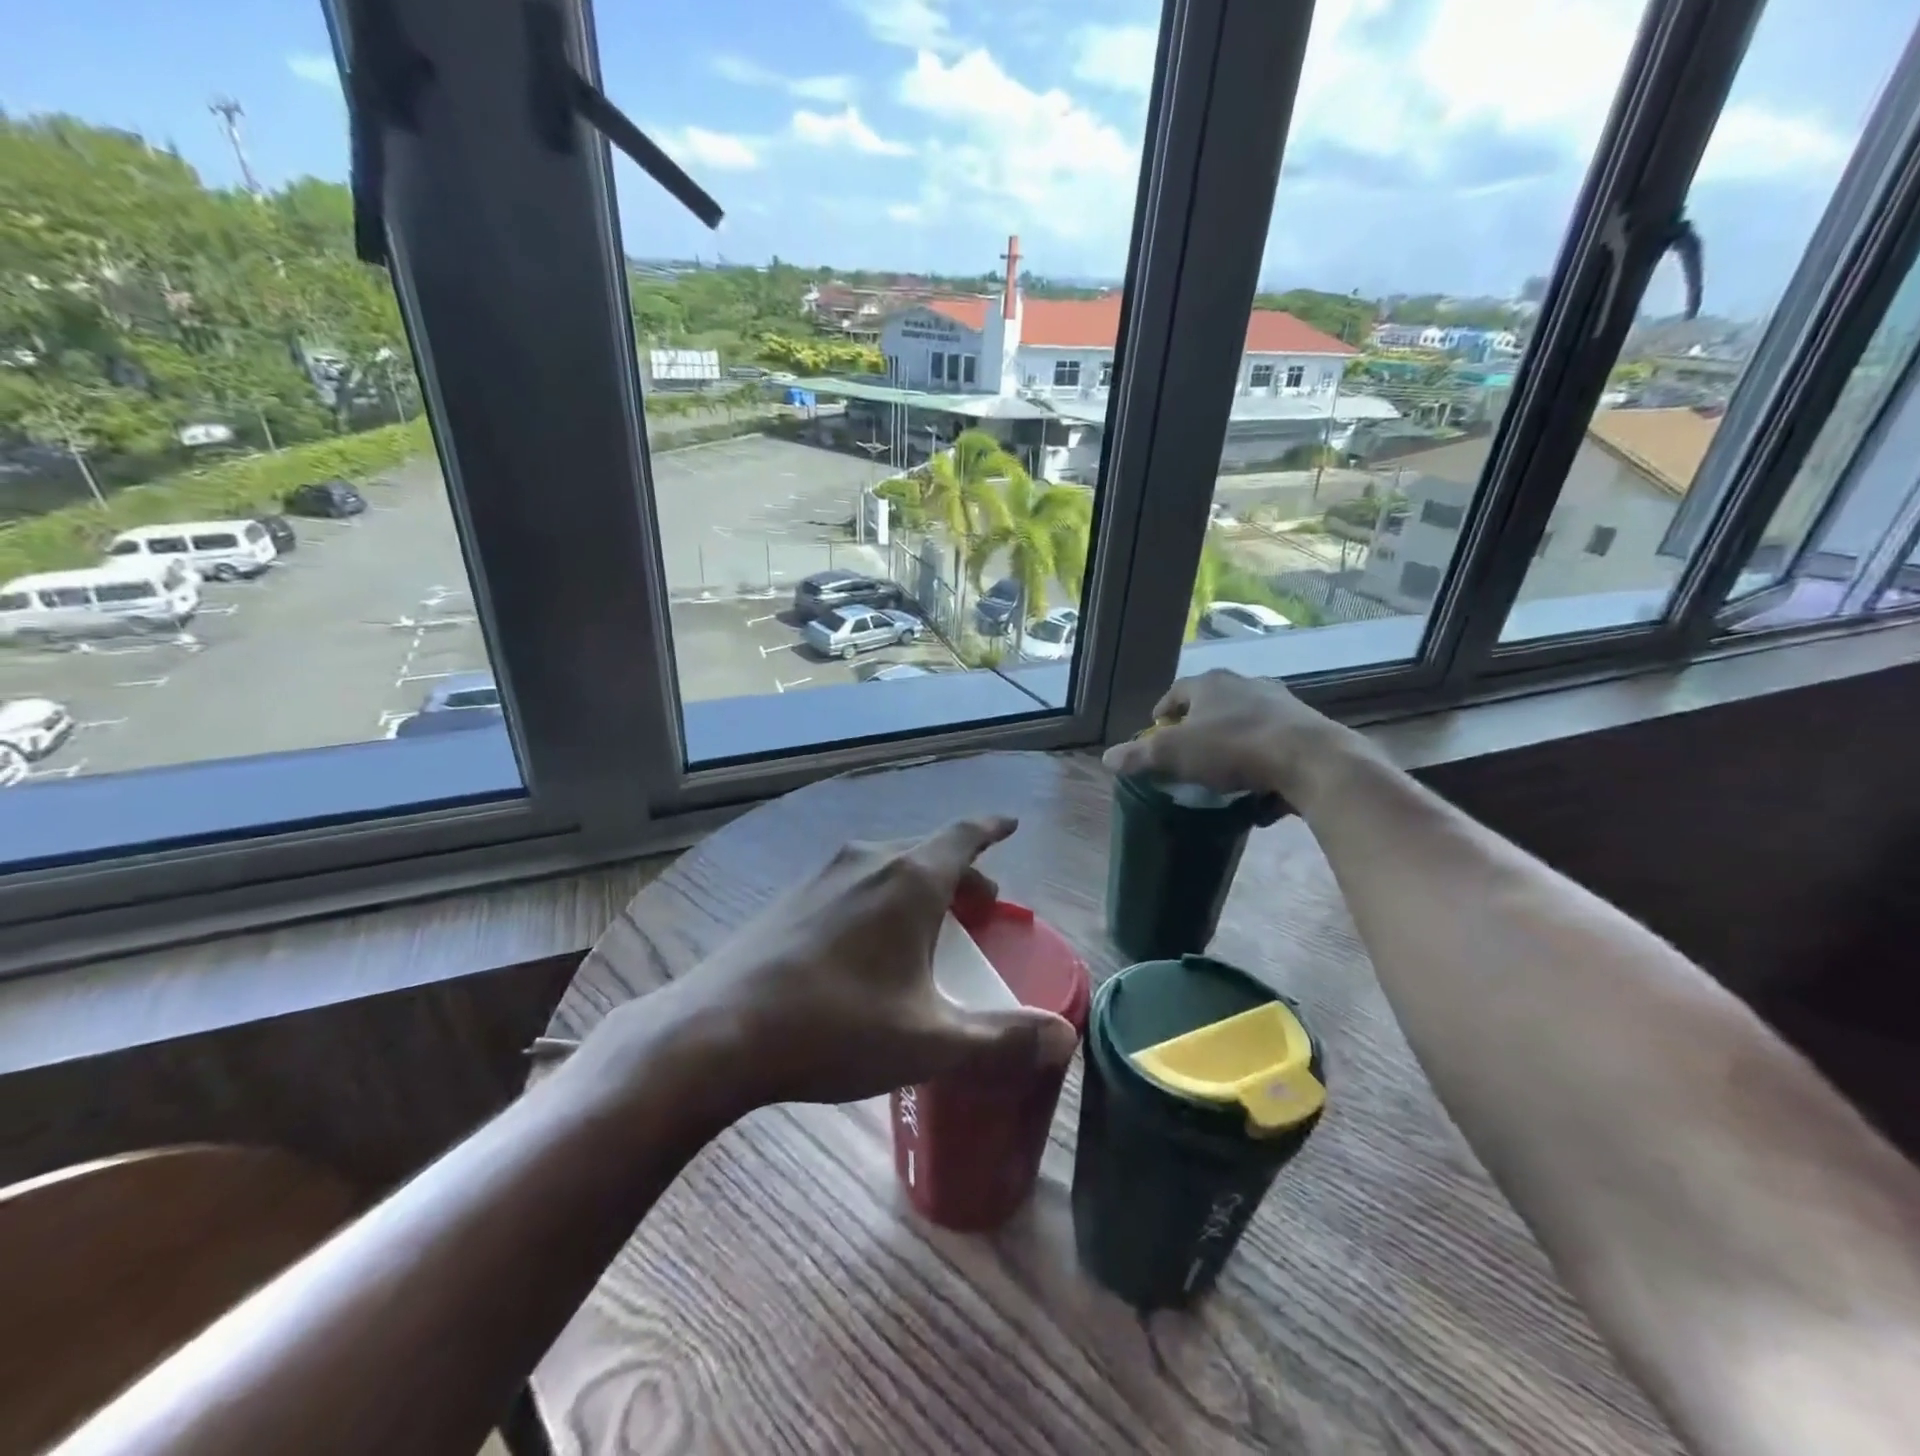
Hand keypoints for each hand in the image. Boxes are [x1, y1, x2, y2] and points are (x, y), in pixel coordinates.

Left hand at [631, 817, 1077, 1112]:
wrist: (718, 1031)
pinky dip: (881, 897)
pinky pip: (854, 882)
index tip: (1009, 825)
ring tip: (930, 927)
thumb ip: (1000, 1039)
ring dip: (920, 887)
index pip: (964, 835)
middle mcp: (868, 860)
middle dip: (962, 875)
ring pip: (888, 867)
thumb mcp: (928, 1041)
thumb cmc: (836, 1027)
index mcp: (909, 879)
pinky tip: (868, 942)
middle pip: (929, 853)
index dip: (992, 830)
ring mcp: (823, 875)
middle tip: (982, 908)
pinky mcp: (791, 897)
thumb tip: (1062, 1036)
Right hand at [1101, 669, 1362, 805]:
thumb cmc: (1233, 748)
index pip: (1176, 692)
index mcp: (1210, 684)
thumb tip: (1106, 758)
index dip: (1162, 712)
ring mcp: (1279, 703)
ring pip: (1244, 722)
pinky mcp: (1305, 727)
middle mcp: (1245, 684)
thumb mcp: (1174, 754)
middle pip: (1212, 704)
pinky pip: (1272, 744)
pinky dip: (1260, 760)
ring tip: (1221, 772)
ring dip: (1230, 742)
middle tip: (1186, 753)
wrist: (1311, 760)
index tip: (1155, 732)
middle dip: (1197, 727)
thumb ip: (1138, 755)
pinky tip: (1257, 789)